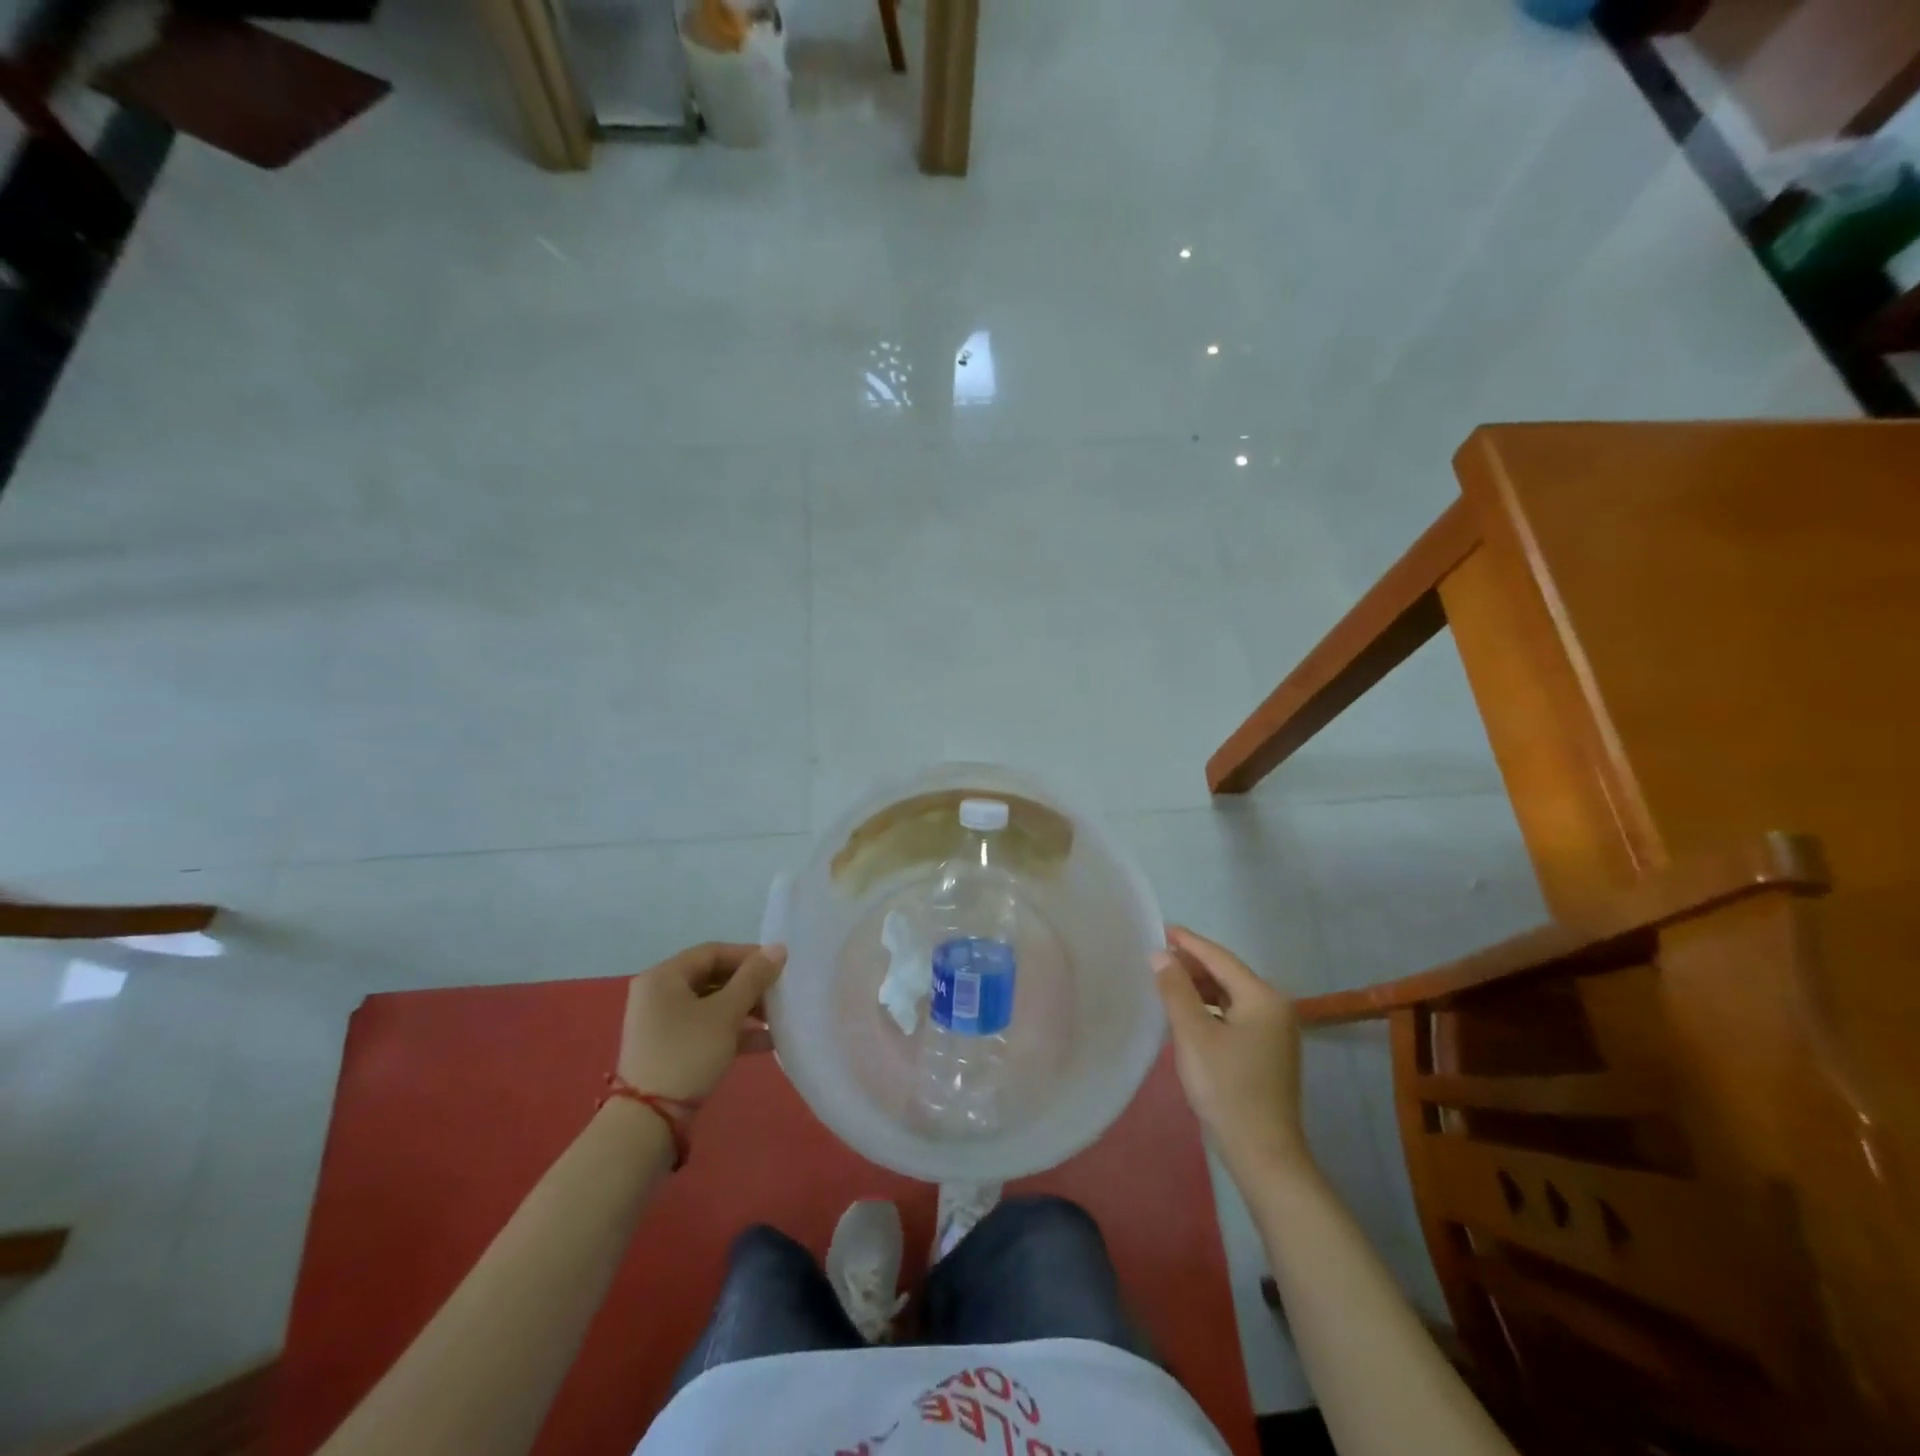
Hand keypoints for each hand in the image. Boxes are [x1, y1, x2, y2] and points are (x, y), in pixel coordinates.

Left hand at [617, 942, 785, 1100]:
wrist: (649, 1120)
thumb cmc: (688, 1052)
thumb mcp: (725, 1013)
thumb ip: (754, 978)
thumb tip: (779, 948)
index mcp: (664, 976)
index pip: (712, 952)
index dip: (748, 956)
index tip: (779, 966)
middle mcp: (659, 994)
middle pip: (713, 978)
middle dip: (749, 986)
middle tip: (779, 995)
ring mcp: (663, 1023)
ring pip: (712, 1005)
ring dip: (745, 1010)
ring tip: (777, 1019)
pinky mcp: (671, 1048)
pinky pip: (706, 1028)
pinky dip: (733, 1031)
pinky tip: (765, 1041)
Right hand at [1155, 925, 1310, 1178]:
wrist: (1263, 1153)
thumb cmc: (1226, 1088)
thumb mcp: (1193, 1034)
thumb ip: (1175, 989)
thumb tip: (1159, 954)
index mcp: (1263, 998)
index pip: (1220, 958)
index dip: (1188, 942)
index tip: (1160, 927)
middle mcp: (1275, 1008)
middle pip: (1227, 975)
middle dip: (1192, 964)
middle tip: (1156, 955)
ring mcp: (1275, 1032)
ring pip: (1230, 996)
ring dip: (1199, 988)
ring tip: (1166, 981)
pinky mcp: (1267, 1052)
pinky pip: (1234, 1016)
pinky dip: (1210, 1009)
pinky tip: (1186, 1013)